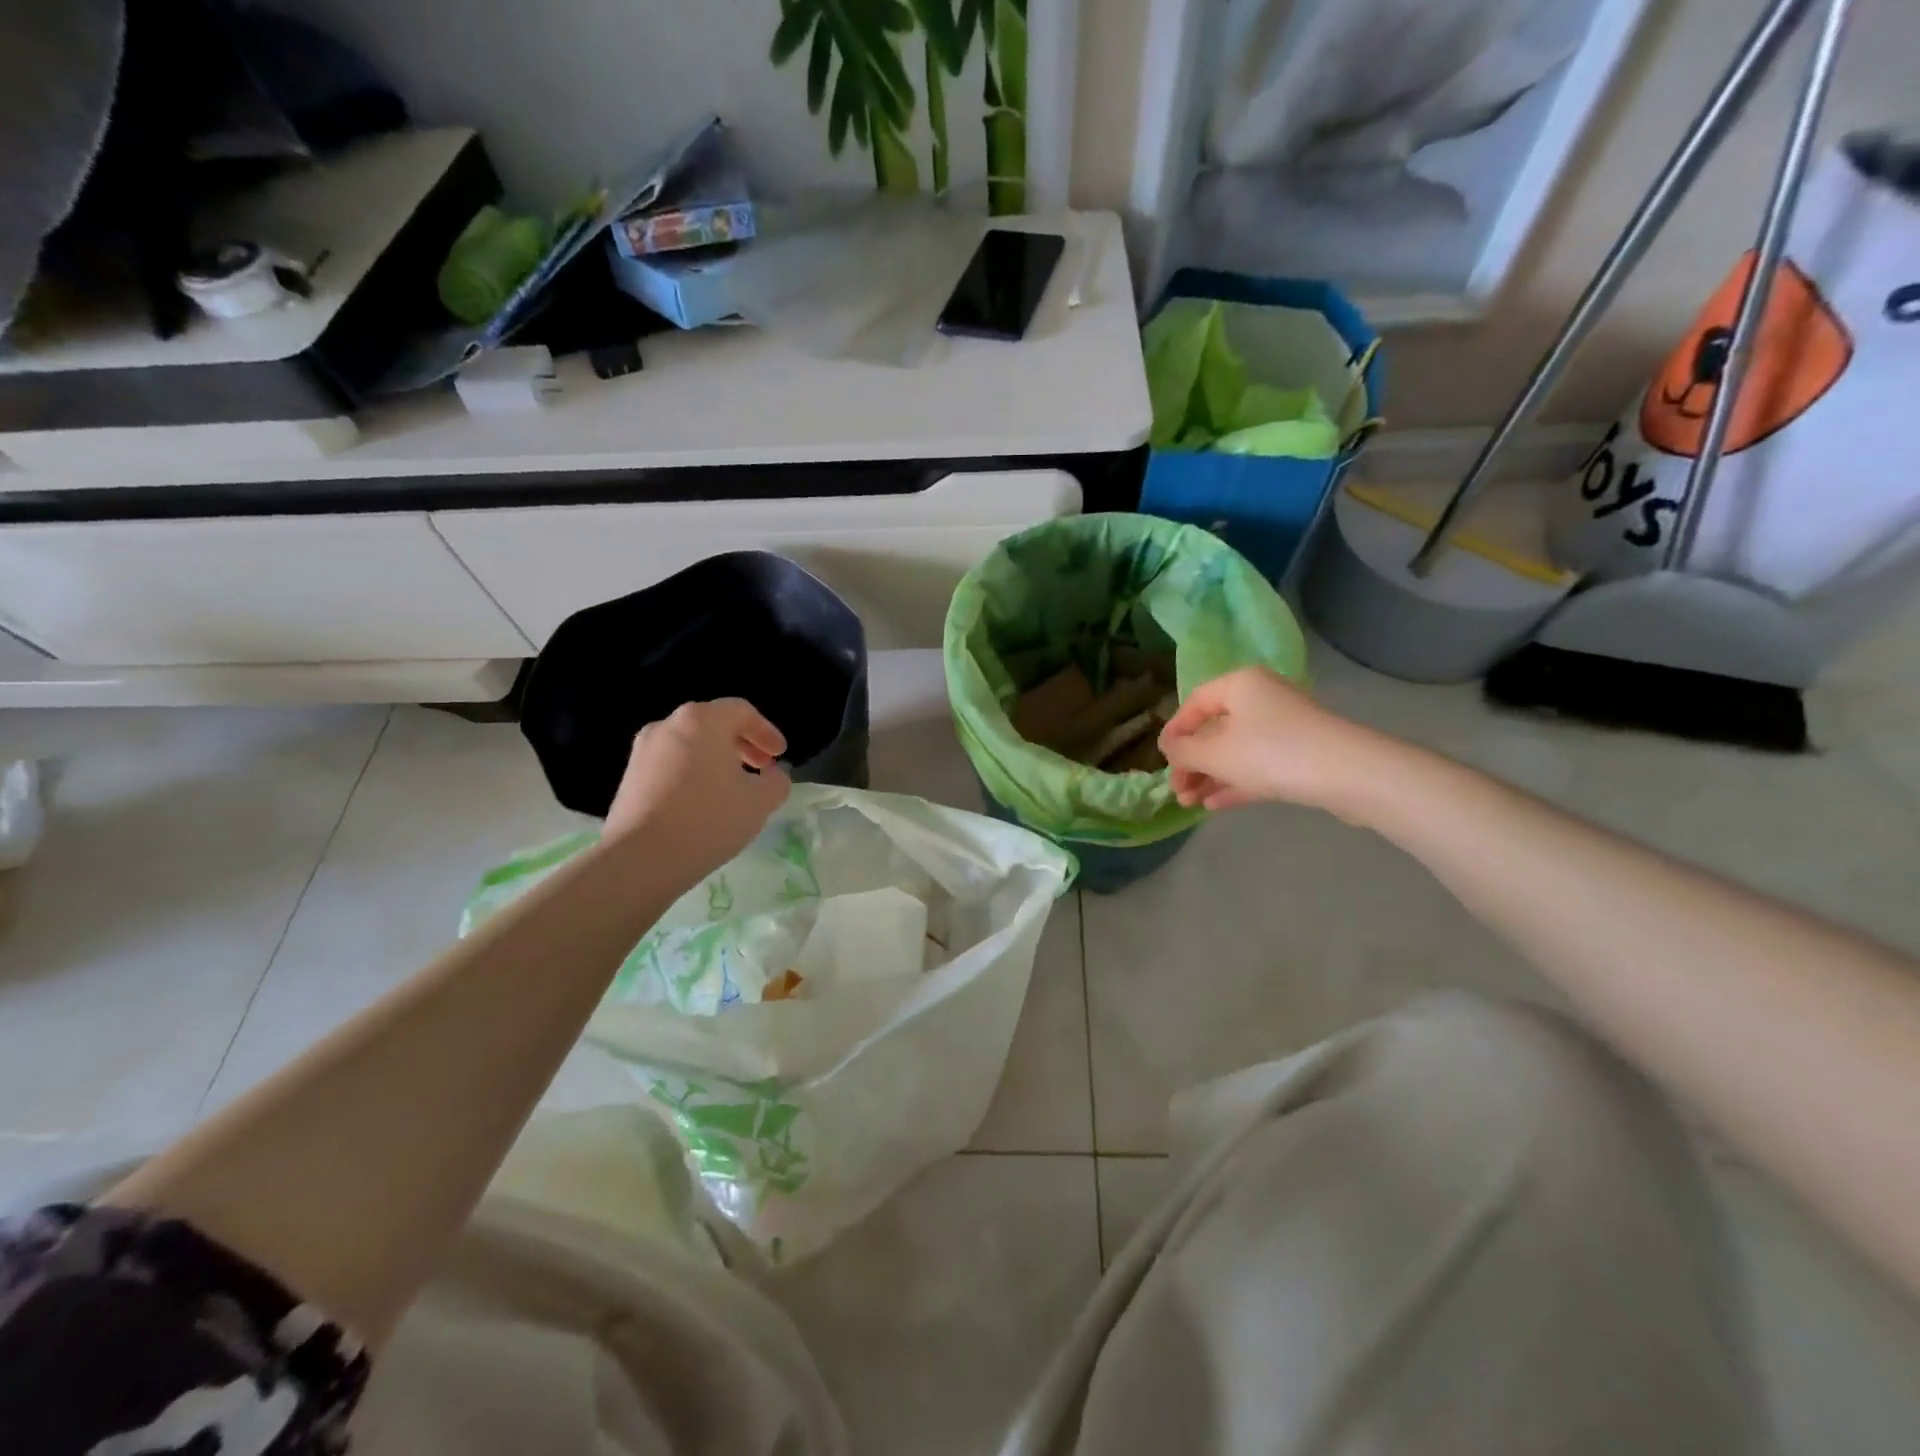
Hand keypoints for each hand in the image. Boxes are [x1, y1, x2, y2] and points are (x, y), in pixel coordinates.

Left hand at [604, 699, 790, 874]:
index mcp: (702, 720)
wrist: (640, 858)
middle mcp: (668, 725)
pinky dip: (693, 774)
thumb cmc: (708, 820)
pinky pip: (671, 765)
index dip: (766, 731)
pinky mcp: (629, 777)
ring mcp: (643, 751)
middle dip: (742, 745)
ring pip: (690, 745)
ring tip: (733, 789)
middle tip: (761, 769)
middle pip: (713, 724)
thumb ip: (776, 782)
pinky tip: (703, 803)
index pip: (742, 712)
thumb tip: (772, 776)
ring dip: (716, 760)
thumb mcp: (759, 802)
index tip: (780, 756)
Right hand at [1158, 667, 1388, 814]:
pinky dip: (1234, 783)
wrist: (1348, 774)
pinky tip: (1213, 805)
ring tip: (1189, 802)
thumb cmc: (1271, 752)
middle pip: (1215, 730)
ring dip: (1210, 776)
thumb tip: (1168, 747)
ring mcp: (1284, 729)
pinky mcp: (1300, 756)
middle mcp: (1262, 699)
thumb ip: (1183, 751)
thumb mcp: (1214, 753)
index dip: (1174, 731)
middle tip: (1177, 789)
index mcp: (1240, 685)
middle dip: (1192, 762)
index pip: (1195, 703)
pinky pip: (1257, 767)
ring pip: (1236, 752)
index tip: (1162, 759)